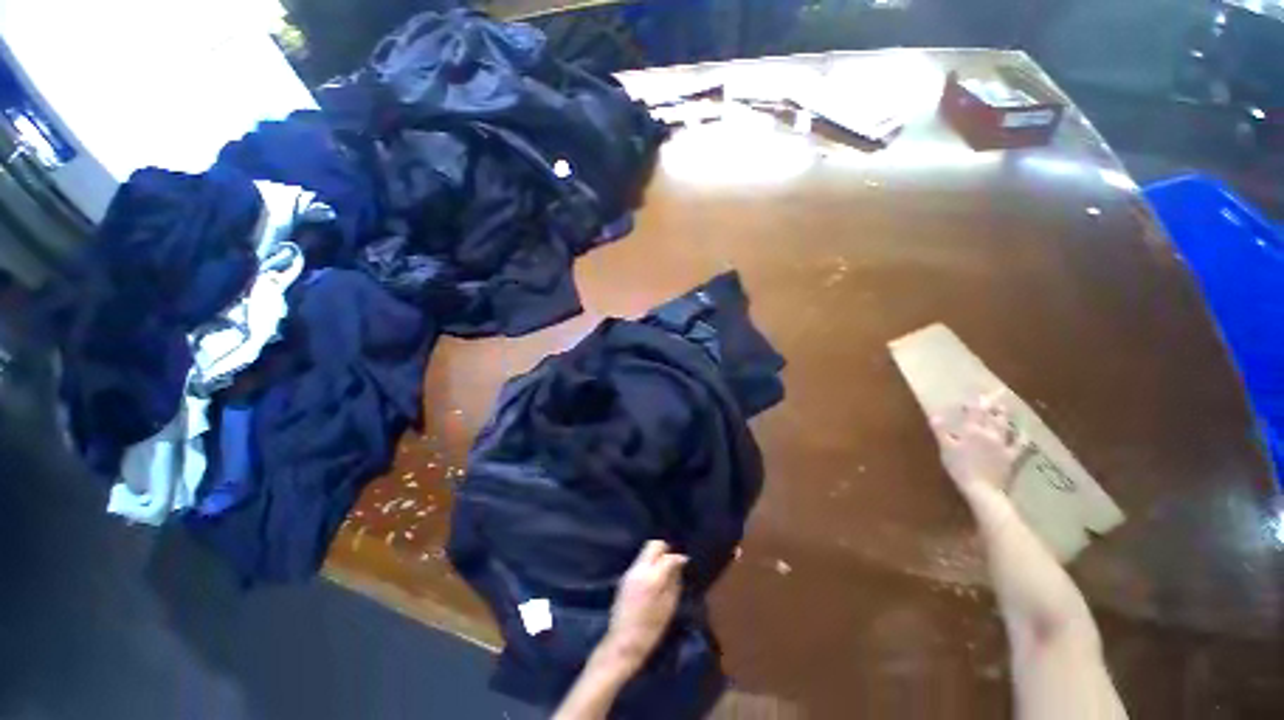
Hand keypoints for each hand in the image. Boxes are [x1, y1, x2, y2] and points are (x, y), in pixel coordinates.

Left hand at [602, 540, 687, 672]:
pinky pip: (640, 562)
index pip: (668, 556)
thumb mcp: (668, 607)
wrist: (623, 643)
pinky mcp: (624, 578)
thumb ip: (674, 581)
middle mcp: (639, 569)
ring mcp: (630, 572)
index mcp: (652, 576)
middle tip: (673, 563)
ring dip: (656, 557)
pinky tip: (653, 579)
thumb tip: (679, 564)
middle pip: (653, 545)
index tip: (685, 563)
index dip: (678, 558)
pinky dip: (649, 565)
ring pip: (645, 552)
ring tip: (664, 572)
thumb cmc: (650, 629)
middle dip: (665, 550)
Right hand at [931, 391, 1028, 494]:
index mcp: (972, 431)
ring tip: (1005, 407)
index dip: (976, 402)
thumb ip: (941, 431)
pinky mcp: (1011, 456)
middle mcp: (989, 434)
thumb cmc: (960, 468)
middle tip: (997, 393)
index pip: (975, 412)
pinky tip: (1025, 432)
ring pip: (1005, 426)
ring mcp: (1003, 445)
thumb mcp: (945, 449)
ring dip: (1005, 415)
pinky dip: (1022, 436)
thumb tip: (935, 414)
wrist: (982, 489)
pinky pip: (1019, 444)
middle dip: (993, 403)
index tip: (977, 393)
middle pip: (992, 415)